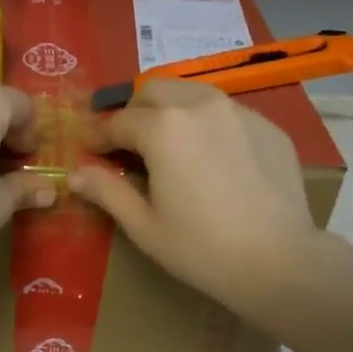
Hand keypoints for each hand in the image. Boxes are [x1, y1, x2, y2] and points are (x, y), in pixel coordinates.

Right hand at [70, 79, 317, 305]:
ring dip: (170, 111)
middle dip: (133, 113)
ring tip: (168, 145)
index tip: (90, 152)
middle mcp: (200, 105)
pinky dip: (206, 125)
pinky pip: (226, 113)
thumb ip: (106, 191)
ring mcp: (239, 111)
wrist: (278, 260)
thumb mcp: (143, 224)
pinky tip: (211, 160)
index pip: (118, 122)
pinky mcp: (268, 126)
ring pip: (192, 93)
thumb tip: (74, 174)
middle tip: (128, 145)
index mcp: (163, 127)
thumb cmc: (200, 248)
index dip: (98, 137)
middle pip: (153, 91)